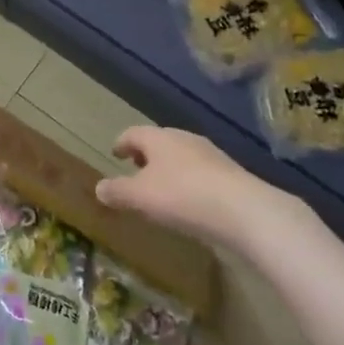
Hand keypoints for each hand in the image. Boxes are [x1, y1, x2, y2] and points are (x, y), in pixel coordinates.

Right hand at [97, 126, 310, 249]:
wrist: (244, 210)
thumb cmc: (182, 196)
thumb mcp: (140, 197)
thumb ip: (117, 191)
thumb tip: (99, 187)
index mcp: (159, 138)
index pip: (133, 133)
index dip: (121, 143)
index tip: (115, 153)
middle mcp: (184, 139)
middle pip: (159, 142)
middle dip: (146, 155)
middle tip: (136, 170)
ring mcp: (210, 154)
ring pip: (181, 156)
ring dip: (168, 168)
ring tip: (161, 189)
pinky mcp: (230, 173)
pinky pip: (200, 172)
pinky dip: (188, 181)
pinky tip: (189, 201)